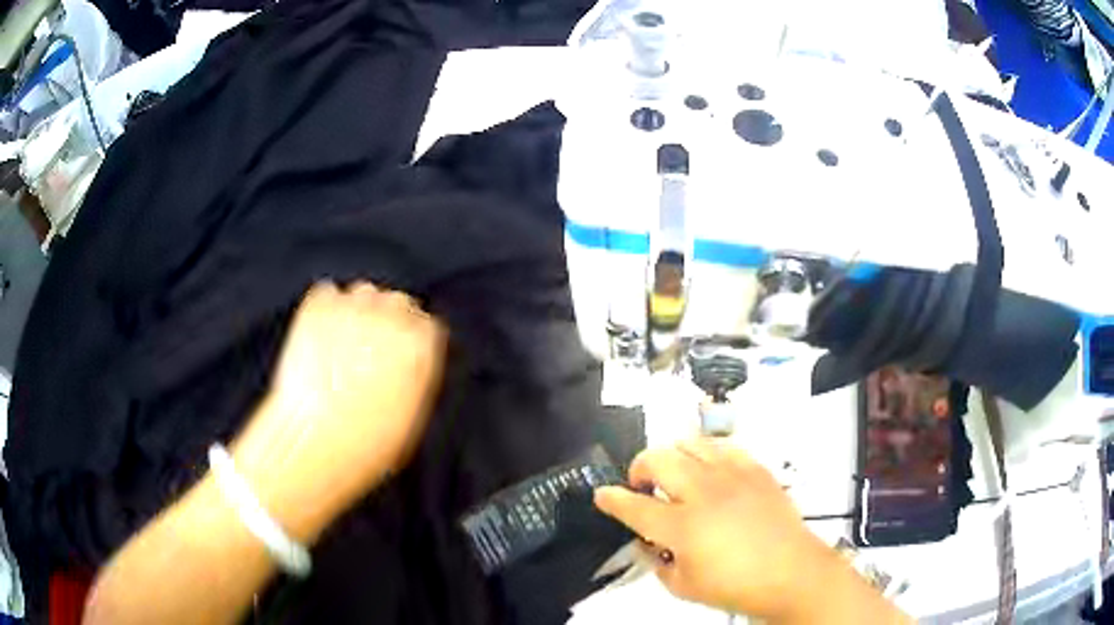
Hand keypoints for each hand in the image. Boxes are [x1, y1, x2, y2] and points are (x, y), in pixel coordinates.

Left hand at [230, 282, 446, 541]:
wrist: (314, 440)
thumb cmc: (366, 444)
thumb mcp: (411, 419)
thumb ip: (416, 378)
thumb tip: (409, 365)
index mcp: (420, 346)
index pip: (428, 325)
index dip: (413, 341)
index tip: (401, 355)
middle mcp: (391, 316)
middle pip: (397, 303)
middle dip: (387, 322)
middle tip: (369, 350)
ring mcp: (353, 306)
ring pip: (363, 293)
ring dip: (357, 312)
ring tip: (342, 342)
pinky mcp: (317, 306)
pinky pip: (327, 293)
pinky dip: (326, 309)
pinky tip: (320, 336)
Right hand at [593, 439, 837, 620]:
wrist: (791, 573)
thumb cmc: (736, 586)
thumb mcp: (683, 587)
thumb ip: (657, 562)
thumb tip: (647, 542)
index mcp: (682, 527)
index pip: (634, 506)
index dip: (612, 499)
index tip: (603, 494)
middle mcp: (704, 493)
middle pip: (658, 460)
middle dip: (639, 467)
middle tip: (642, 485)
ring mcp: (732, 476)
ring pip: (689, 443)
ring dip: (673, 455)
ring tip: (675, 473)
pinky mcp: (756, 469)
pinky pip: (724, 445)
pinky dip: (707, 452)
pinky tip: (709, 468)